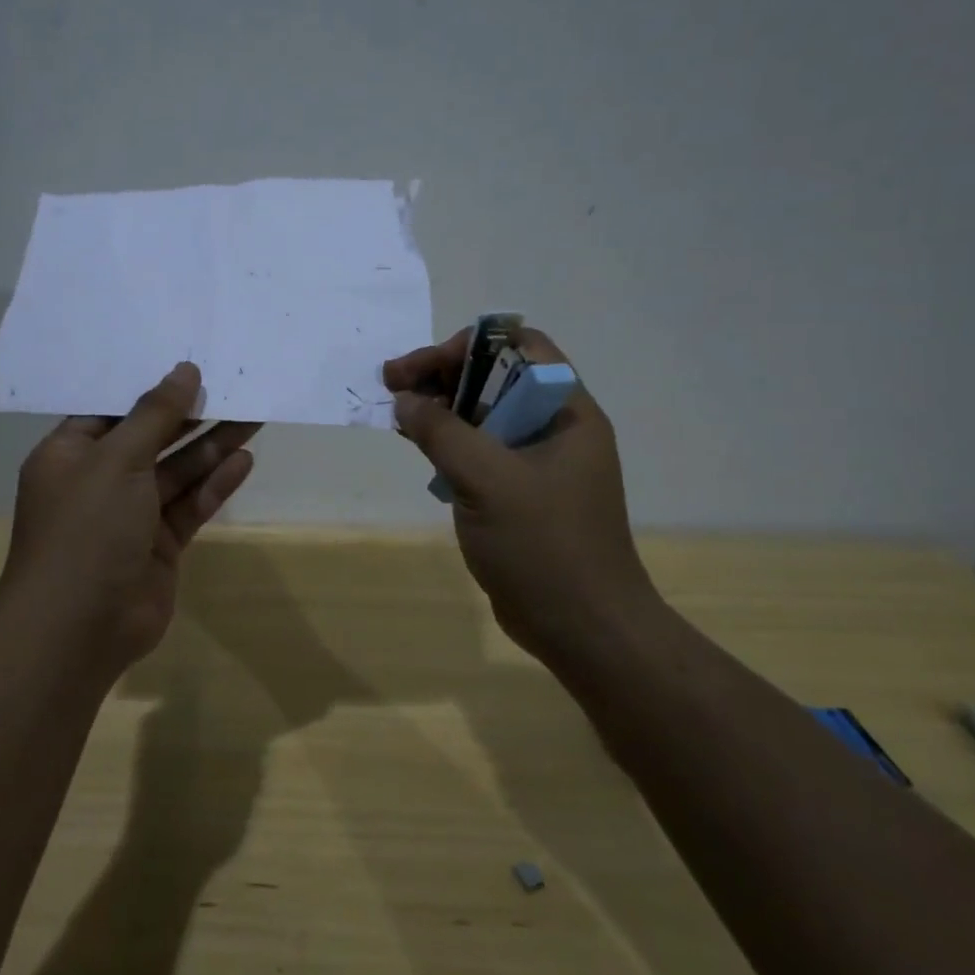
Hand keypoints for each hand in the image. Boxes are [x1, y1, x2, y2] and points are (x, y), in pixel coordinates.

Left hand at [0, 363, 258, 670]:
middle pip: (151, 438)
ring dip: (212, 446)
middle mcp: (99, 481)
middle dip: (191, 415)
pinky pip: (189, 505)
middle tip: (232, 385)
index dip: (150, 388)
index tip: (188, 364)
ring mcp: (130, 515)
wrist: (79, 628)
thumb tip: (184, 371)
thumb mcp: (117, 460)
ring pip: (177, 471)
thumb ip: (155, 415)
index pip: (111, 409)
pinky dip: (215, 484)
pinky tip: (245, 460)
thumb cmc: (87, 528)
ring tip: (253, 415)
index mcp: (70, 454)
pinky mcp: (159, 545)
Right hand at [383, 327, 653, 660]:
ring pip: (481, 414)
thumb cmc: (544, 546)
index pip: (521, 348)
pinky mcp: (516, 492)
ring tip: (395, 412)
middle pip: (494, 377)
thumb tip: (404, 400)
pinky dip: (445, 441)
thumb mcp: (488, 481)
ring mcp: (535, 462)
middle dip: (442, 374)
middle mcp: (553, 428)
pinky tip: (416, 445)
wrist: (582, 629)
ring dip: (439, 407)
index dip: (470, 346)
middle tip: (392, 386)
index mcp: (565, 412)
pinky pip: (478, 450)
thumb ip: (443, 433)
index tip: (423, 367)